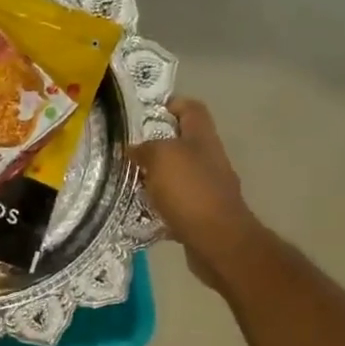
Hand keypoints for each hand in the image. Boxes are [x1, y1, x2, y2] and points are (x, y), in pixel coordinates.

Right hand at [131, 98, 260, 290]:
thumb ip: (145, 148)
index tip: (145, 112)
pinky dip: (158, 204)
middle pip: (182, 142)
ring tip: (127, 180)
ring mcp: (207, 188)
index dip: (172, 103)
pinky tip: (139, 210)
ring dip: (154, 176)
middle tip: (127, 149)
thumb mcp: (162, 157)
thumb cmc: (191, 191)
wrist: (218, 241)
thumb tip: (134, 149)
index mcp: (202, 138)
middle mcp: (209, 159)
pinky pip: (175, 202)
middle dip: (155, 144)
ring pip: (176, 173)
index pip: (192, 108)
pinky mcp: (201, 214)